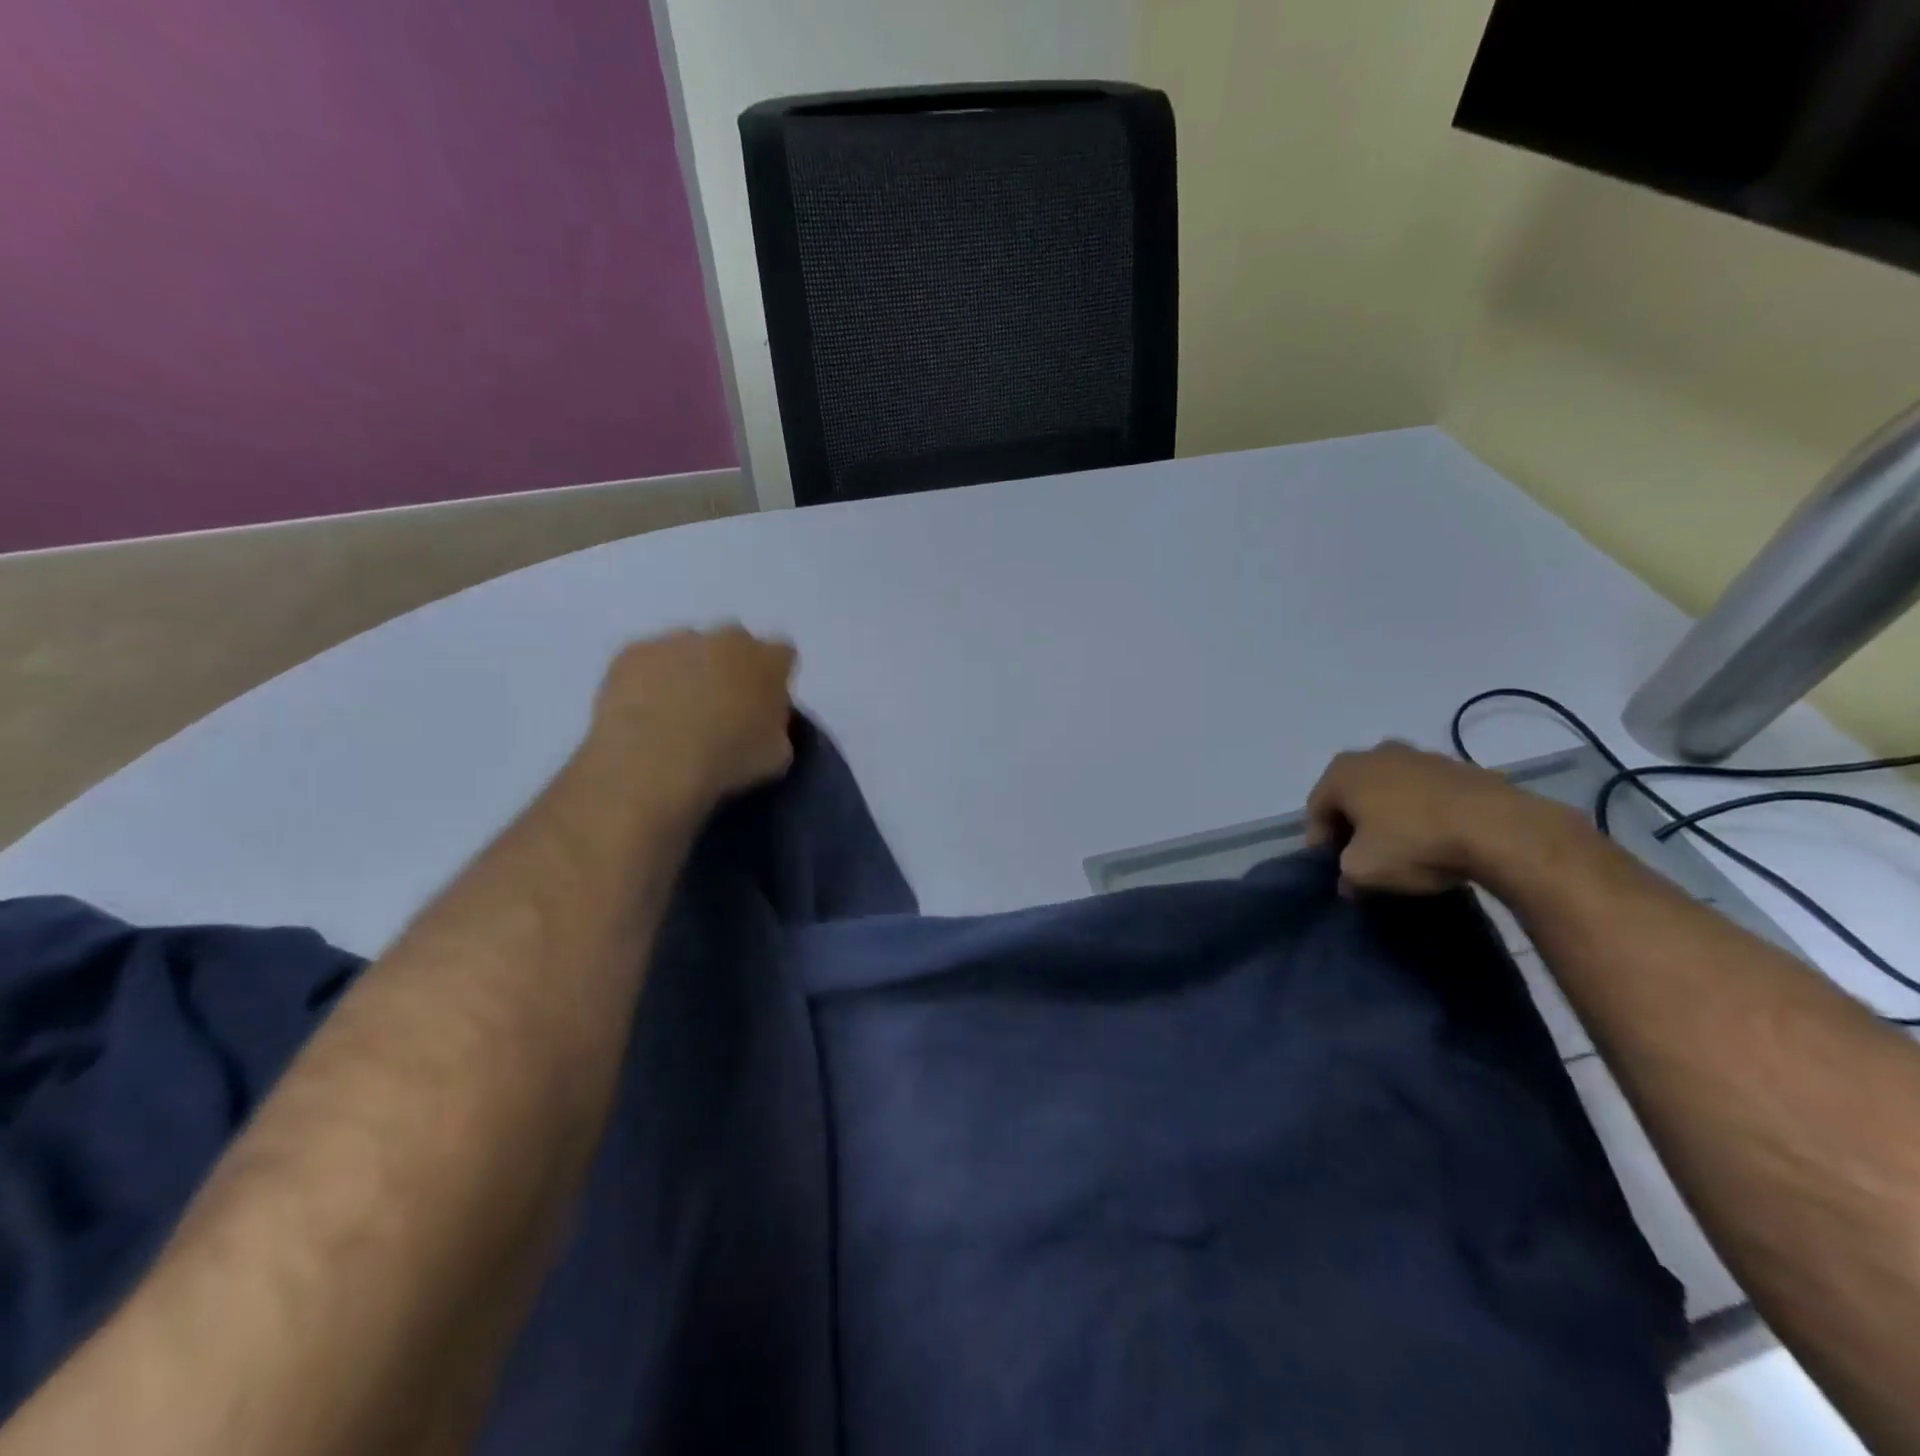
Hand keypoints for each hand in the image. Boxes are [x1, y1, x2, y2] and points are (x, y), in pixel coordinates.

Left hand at [590, 627, 797, 810]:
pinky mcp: (633, 651)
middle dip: (731, 667)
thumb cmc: (728, 759)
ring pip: (689, 648)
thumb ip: (777, 727)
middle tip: (721, 706)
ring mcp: (677, 639)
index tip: (765, 703)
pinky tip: (643, 712)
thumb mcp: (777, 754)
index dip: (774, 678)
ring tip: (676, 712)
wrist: (654, 761)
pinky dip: (648, 680)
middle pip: (735, 644)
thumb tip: (765, 723)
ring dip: (688, 670)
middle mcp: (727, 638)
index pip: (783, 655)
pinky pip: (647, 661)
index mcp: (769, 660)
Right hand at [1304, 741, 1569, 895]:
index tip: (1336, 870)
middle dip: (1354, 826)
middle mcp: (1375, 753)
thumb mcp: (1363, 871)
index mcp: (1342, 771)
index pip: (1316, 811)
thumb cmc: (1415, 843)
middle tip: (1366, 858)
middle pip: (1352, 795)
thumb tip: (1348, 879)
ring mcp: (1420, 755)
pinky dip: (1423, 813)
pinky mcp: (1460, 767)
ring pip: (1390, 791)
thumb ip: (1344, 874)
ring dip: (1390, 817)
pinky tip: (1438, 840)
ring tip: (1406, 850)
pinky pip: (1426, 793)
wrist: (1503, 830)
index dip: (1321, 844)